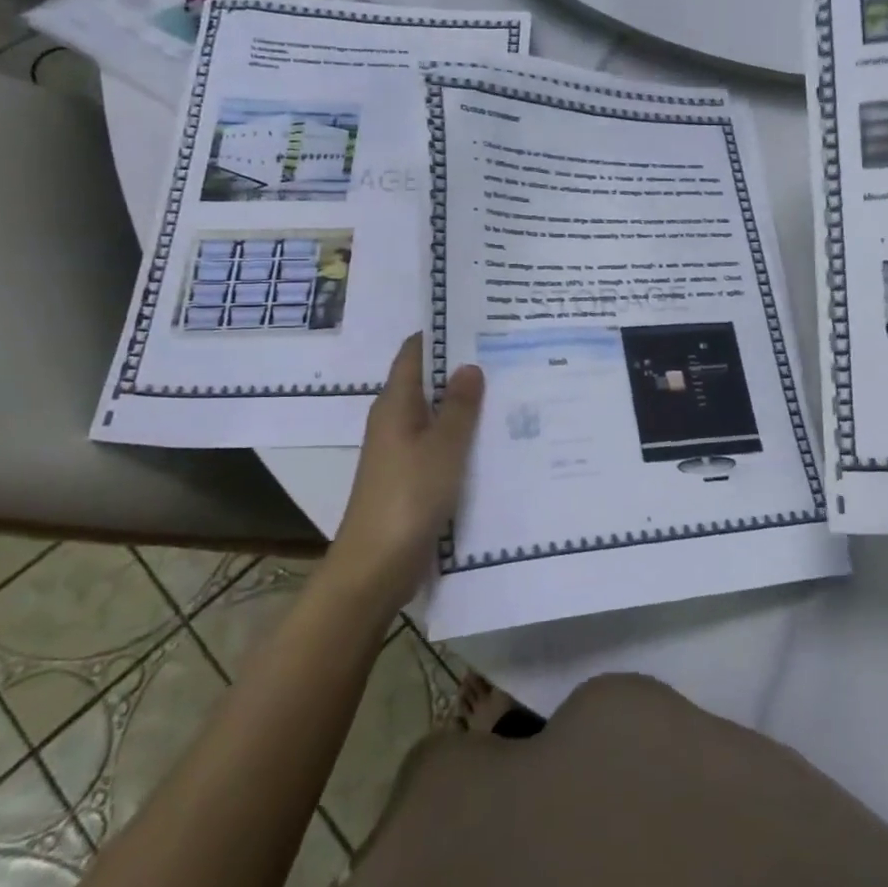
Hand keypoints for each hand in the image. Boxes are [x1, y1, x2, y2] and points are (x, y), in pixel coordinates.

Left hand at [325, 334, 483, 611]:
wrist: (376, 567)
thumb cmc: (408, 497)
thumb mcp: (443, 447)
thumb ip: (460, 407)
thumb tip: (469, 365)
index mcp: (395, 405)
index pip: (414, 353)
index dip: (441, 334)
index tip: (479, 319)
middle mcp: (395, 422)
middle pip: (428, 382)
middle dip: (462, 368)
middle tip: (508, 351)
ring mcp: (402, 452)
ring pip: (438, 415)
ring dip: (467, 404)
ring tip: (511, 387)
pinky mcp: (412, 478)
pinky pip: (441, 444)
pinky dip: (464, 436)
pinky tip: (496, 437)